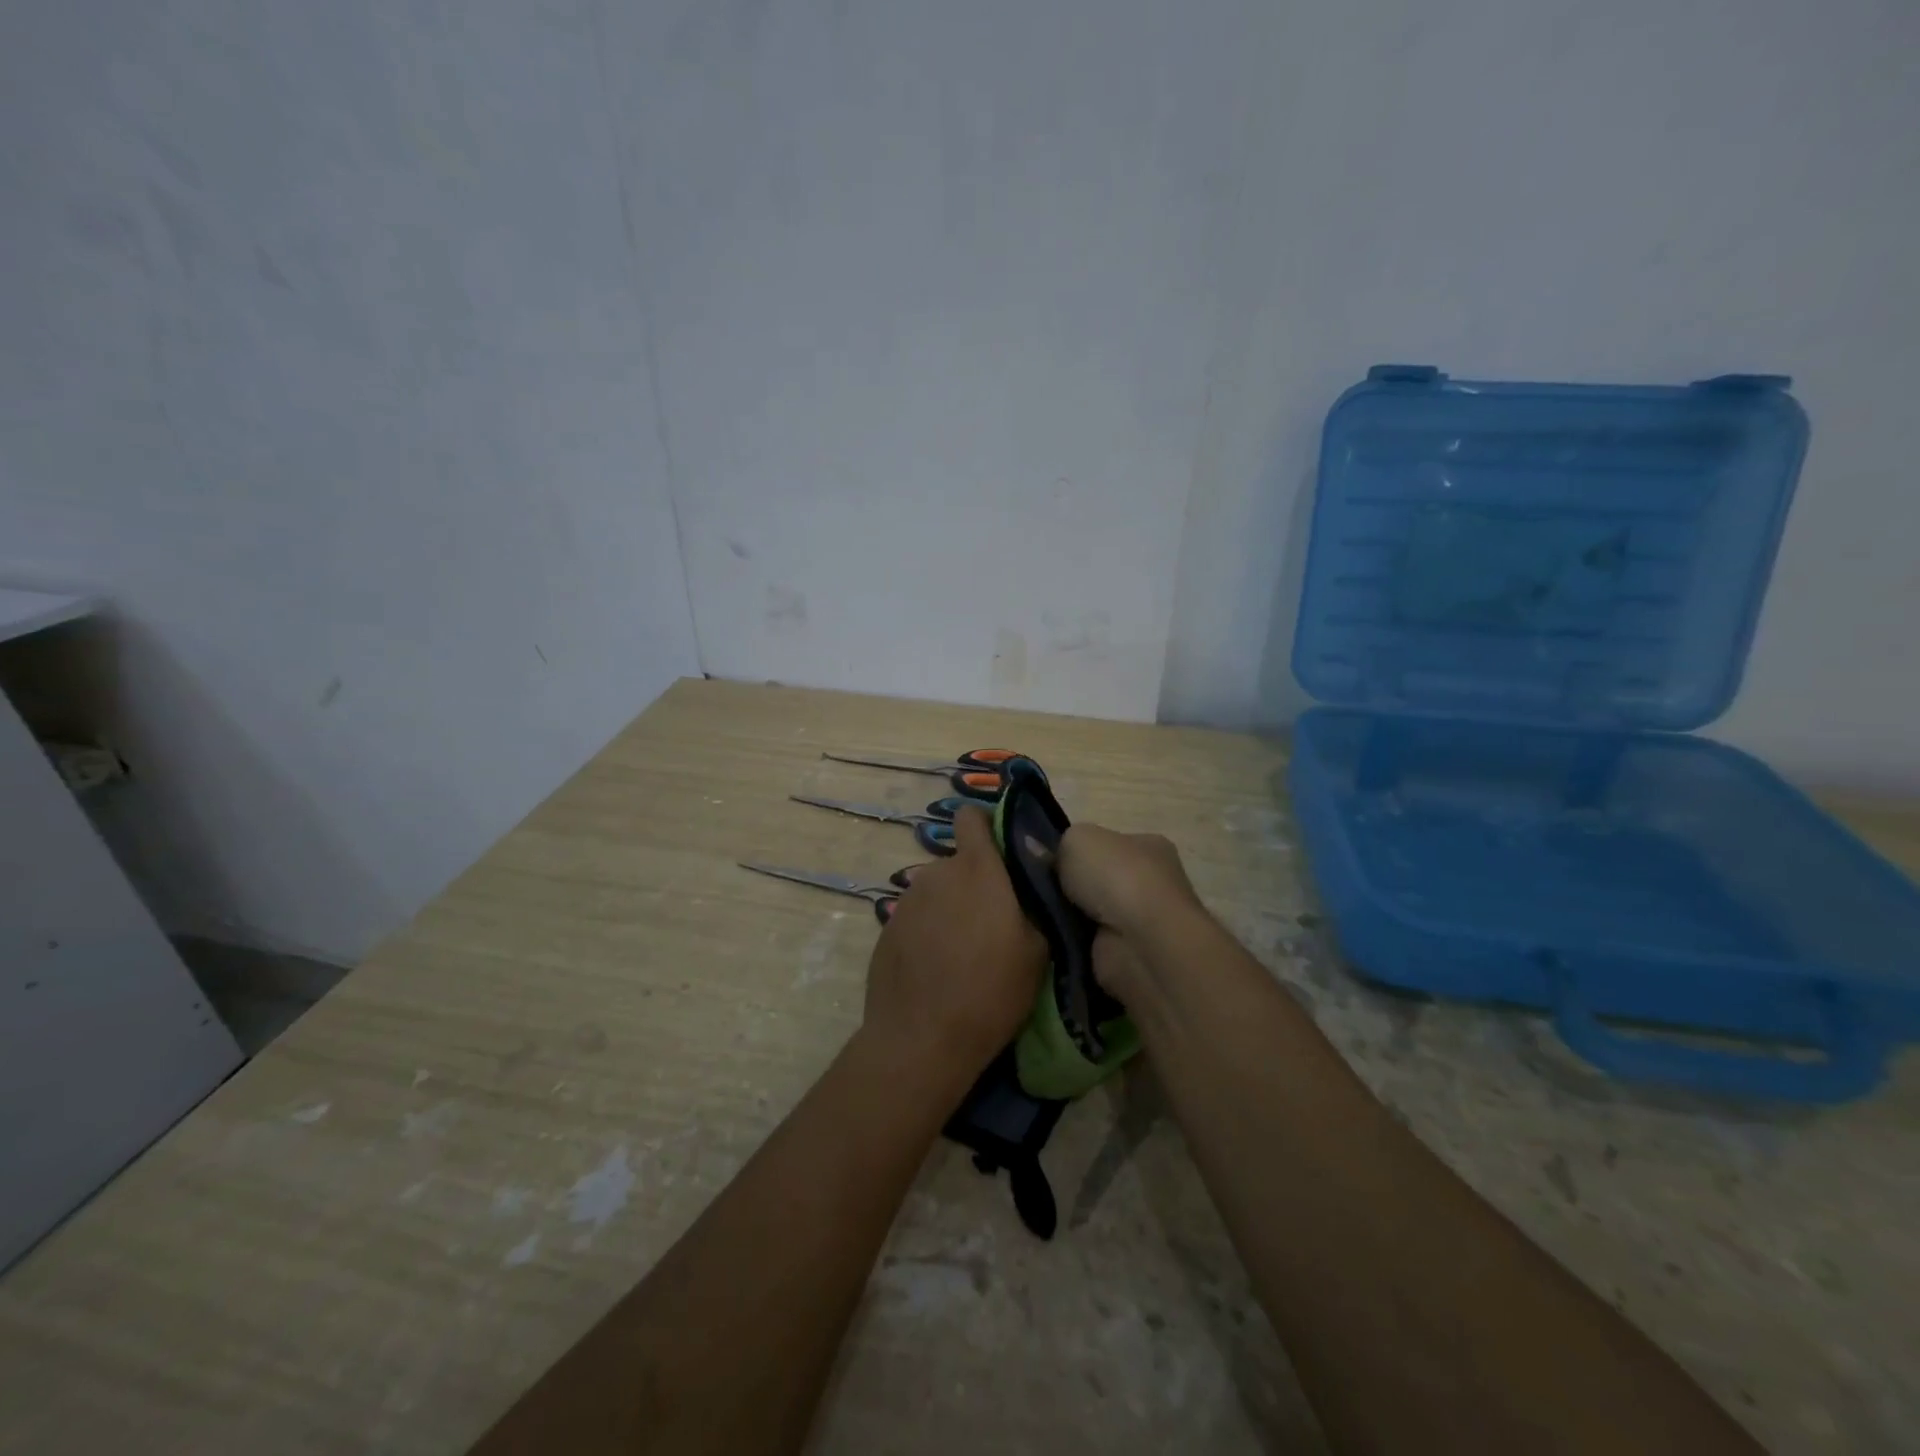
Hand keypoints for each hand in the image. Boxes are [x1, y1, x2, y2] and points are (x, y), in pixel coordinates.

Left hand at [863, 806, 1046, 1093]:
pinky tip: (938, 969)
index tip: (1003, 854)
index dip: (986, 826)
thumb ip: (1034, 905)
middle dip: (976, 883)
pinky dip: (930, 932)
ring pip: (938, 892)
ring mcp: (907, 901)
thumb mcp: (1038, 951)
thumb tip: (1029, 889)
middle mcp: (937, 874)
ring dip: (952, 909)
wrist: (920, 1039)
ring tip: (965, 953)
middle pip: (960, 863)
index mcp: (977, 870)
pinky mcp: (887, 929)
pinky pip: (918, 918)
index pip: (971, 817)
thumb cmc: (990, 991)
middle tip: (995, 924)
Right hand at [1057, 824, 1207, 1007]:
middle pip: (1099, 881)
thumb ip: (1059, 845)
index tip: (1048, 862)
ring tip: (1039, 915)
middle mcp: (1152, 882)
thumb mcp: (1076, 839)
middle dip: (1070, 888)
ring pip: (1091, 914)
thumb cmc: (1116, 877)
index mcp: (1149, 846)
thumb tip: (1043, 857)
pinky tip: (1053, 939)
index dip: (1077, 852)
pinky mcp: (1128, 956)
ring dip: (1068, 918)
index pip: (1108, 845)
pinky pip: (1088, 944)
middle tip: (1037, 890)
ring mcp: (1142, 922)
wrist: (1140, 943)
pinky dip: (1071, 943)